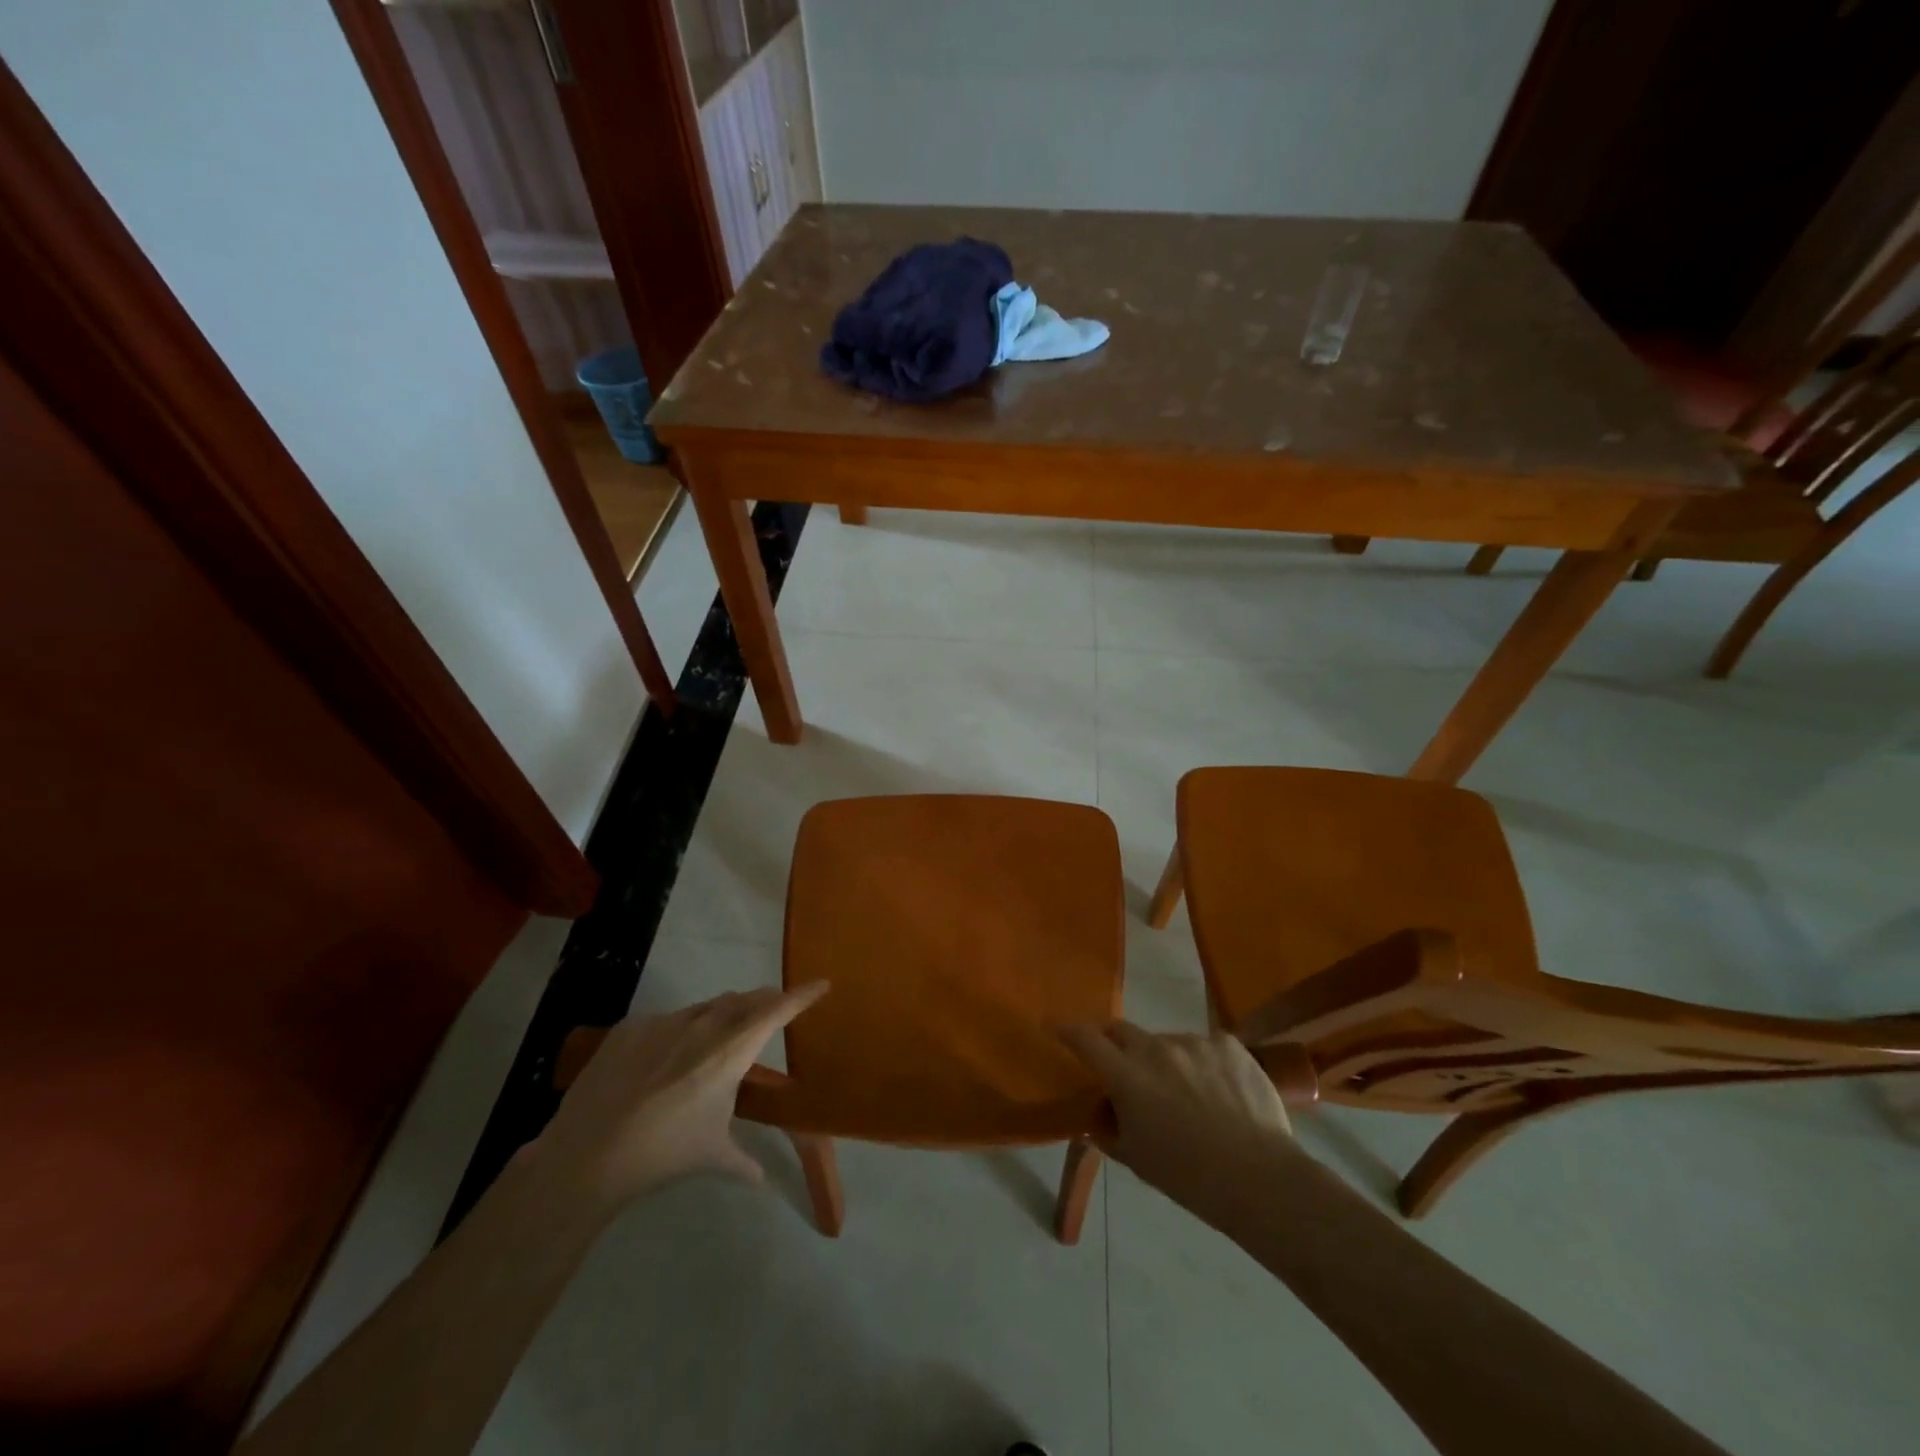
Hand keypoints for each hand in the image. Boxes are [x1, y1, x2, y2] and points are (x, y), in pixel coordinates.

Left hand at [535, 984, 829, 1212]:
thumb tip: (762, 1179)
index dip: (802, 996)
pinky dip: (681, 1030)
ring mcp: (665, 1022)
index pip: (777, 1011)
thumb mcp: (712, 1156)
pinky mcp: (633, 1027)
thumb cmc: (664, 1153)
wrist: (589, 1154)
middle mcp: (704, 1026)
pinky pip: (667, 1020)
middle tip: (775, 1008)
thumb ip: (743, 1161)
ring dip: (724, 1014)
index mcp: (731, 1051)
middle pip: (745, 1000)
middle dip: (765, 1001)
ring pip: (707, 1007)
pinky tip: (667, 1059)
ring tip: (723, 1033)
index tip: (821, 984)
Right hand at [1058, 1021, 1298, 1219]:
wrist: (1260, 1178)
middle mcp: (1156, 1048)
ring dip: (1166, 1060)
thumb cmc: (1189, 1177)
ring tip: (1189, 1095)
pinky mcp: (1228, 1044)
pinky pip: (1207, 1046)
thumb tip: (1100, 1117)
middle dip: (1116, 1045)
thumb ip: (1110, 1131)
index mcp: (1127, 1076)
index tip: (1056, 1027)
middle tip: (1126, 1070)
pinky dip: (1204, 1063)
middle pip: (1123, 1031)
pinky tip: (1221, 1092)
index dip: (1067, 1030)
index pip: (1085, 1040)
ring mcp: (1194, 1041)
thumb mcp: (1137, 1160)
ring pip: (1168, 1042)